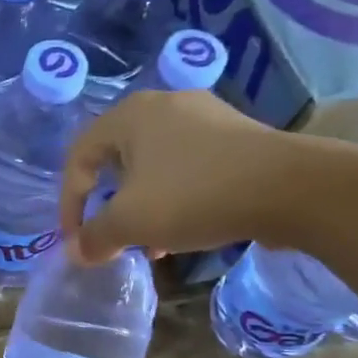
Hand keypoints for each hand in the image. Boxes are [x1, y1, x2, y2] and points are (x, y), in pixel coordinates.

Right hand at [58, 91, 304, 266]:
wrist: (288, 187)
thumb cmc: (194, 195)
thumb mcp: (132, 222)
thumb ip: (96, 237)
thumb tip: (76, 252)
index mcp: (129, 115)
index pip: (79, 158)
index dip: (69, 204)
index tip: (77, 241)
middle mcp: (162, 105)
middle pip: (116, 159)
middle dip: (109, 206)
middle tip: (112, 237)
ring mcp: (203, 116)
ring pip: (153, 165)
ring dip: (143, 206)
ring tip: (150, 243)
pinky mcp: (233, 134)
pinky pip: (187, 165)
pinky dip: (174, 196)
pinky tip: (186, 228)